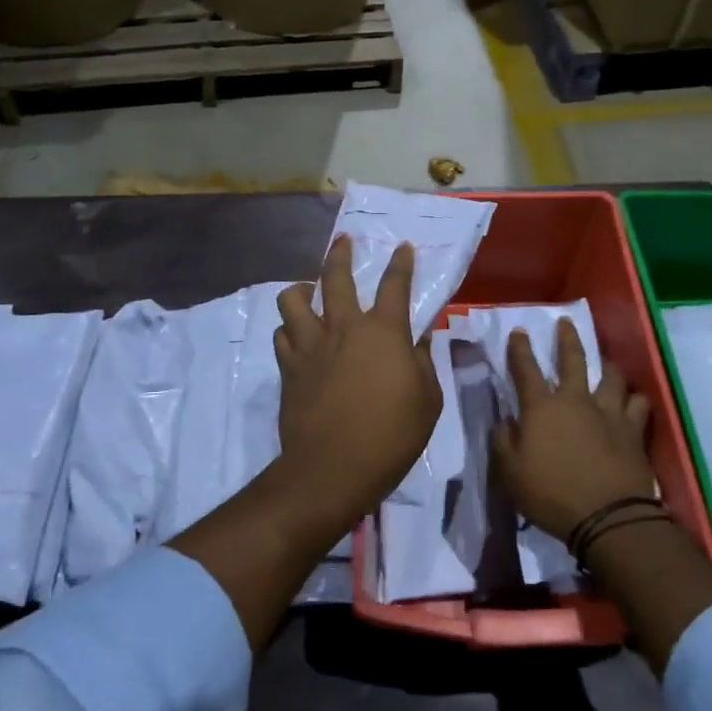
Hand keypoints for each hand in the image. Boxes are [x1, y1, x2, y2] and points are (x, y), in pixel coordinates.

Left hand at [273, 235, 442, 533]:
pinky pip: (282, 335)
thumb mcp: (428, 400)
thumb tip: (420, 340)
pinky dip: (290, 330)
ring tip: (309, 292)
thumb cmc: (392, 435)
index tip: (402, 247)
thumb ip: (424, 363)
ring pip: (293, 300)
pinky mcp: (289, 368)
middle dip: (340, 254)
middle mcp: (343, 328)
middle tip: (343, 242)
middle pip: (336, 278)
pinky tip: (297, 336)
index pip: (395, 285)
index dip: (401, 263)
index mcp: (383, 331)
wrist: (333, 468)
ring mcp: (311, 346)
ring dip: (302, 290)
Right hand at [494, 318, 653, 541]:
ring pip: (612, 376)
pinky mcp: (634, 430)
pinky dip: (635, 399)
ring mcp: (609, 413)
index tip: (519, 332)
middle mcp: (576, 400)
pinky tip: (635, 400)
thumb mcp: (511, 474)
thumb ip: (504, 442)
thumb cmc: (551, 495)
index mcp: (542, 408)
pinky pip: (639, 404)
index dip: (520, 350)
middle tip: (566, 323)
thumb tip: (505, 421)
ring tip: (607, 363)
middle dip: (567, 339)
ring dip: (608, 366)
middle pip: (573, 360)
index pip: (526, 370)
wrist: (608, 517)